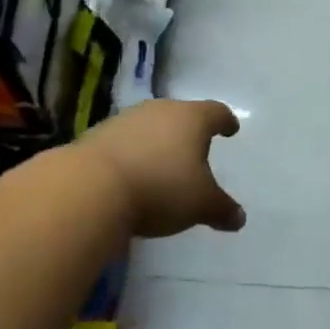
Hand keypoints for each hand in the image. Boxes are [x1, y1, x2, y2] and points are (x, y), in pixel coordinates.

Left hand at [75, 99, 245, 237]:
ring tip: (163, 163)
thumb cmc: (161, 188)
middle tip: (196, 147)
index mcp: (192, 118)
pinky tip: (133, 174)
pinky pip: (125, 141)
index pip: (216, 112)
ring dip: (158, 141)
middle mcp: (160, 110)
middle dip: (190, 131)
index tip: (230, 128)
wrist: (90, 187)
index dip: (225, 121)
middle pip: (181, 115)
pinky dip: (134, 153)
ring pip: (151, 126)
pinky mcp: (97, 135)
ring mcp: (126, 120)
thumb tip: (239, 218)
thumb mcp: (200, 204)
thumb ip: (221, 209)